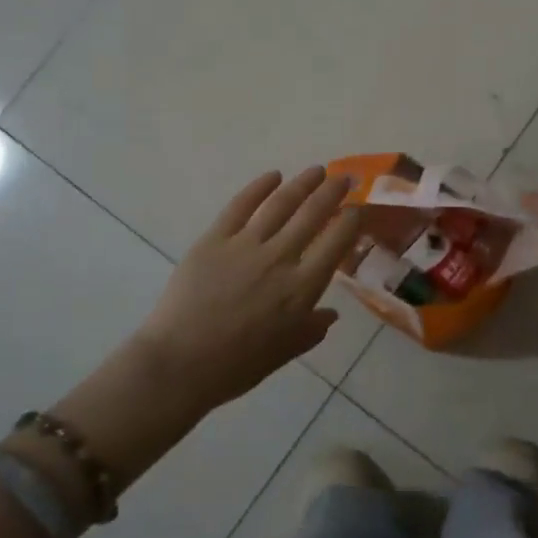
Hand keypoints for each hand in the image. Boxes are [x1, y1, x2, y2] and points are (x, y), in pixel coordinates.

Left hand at [132, 167, 363, 412]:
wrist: (180, 363)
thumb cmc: (236, 366)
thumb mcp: (284, 353)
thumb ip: (311, 330)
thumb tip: (331, 314)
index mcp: (301, 288)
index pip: (336, 243)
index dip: (350, 222)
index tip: (357, 209)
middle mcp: (280, 258)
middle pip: (313, 214)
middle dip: (332, 192)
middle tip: (344, 178)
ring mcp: (245, 245)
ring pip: (280, 204)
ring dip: (302, 183)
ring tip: (316, 170)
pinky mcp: (214, 239)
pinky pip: (241, 205)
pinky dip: (259, 187)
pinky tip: (272, 176)